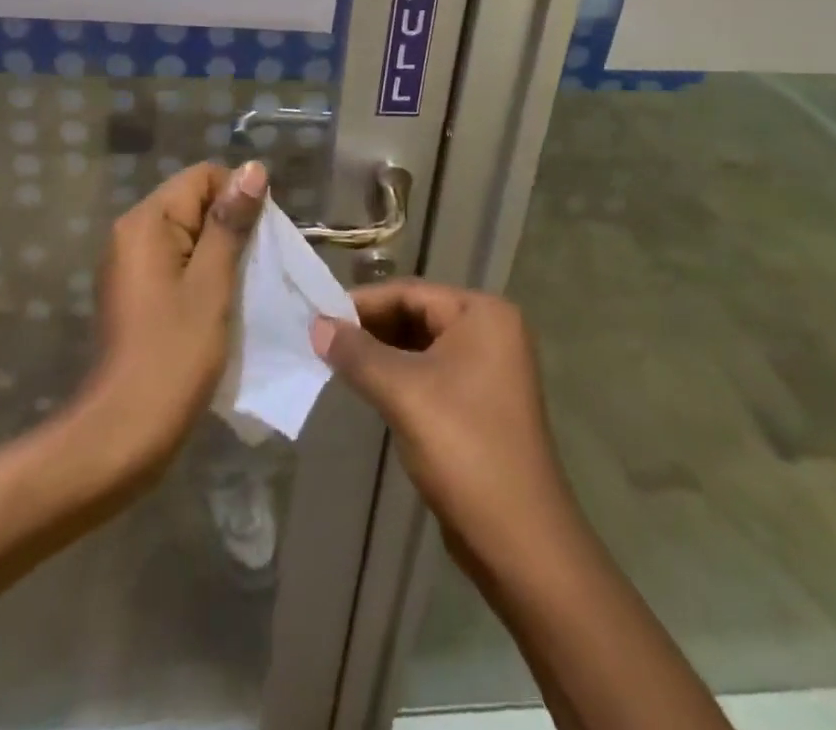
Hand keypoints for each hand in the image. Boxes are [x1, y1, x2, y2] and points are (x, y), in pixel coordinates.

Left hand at [81, 160, 266, 470]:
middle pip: (194, 202)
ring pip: (188, 235)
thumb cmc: (174, 354)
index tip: (261, 238)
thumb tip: (252, 168)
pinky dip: (202, 273)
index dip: (238, 197)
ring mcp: (130, 263)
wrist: (123, 433)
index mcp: (146, 222)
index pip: (202, 177)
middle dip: (231, 226)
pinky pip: (176, 262)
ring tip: (243, 287)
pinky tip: (220, 304)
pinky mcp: (135, 291)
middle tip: (257, 267)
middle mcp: (131, 232)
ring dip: (220, 253)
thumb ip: (230, 223)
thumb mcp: (212, 284)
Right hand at [311, 282, 569, 554]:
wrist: (520, 542)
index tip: (318, 316)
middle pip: (417, 315)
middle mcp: (491, 331)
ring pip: (422, 346)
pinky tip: (368, 388)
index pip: (411, 292)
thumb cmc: (464, 449)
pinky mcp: (481, 403)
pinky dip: (399, 376)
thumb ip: (357, 354)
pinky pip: (431, 373)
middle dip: (370, 329)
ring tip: (336, 362)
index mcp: (483, 314)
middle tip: (322, 340)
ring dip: (381, 353)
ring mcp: (489, 369)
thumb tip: (316, 326)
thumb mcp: (403, 393)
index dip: (362, 303)